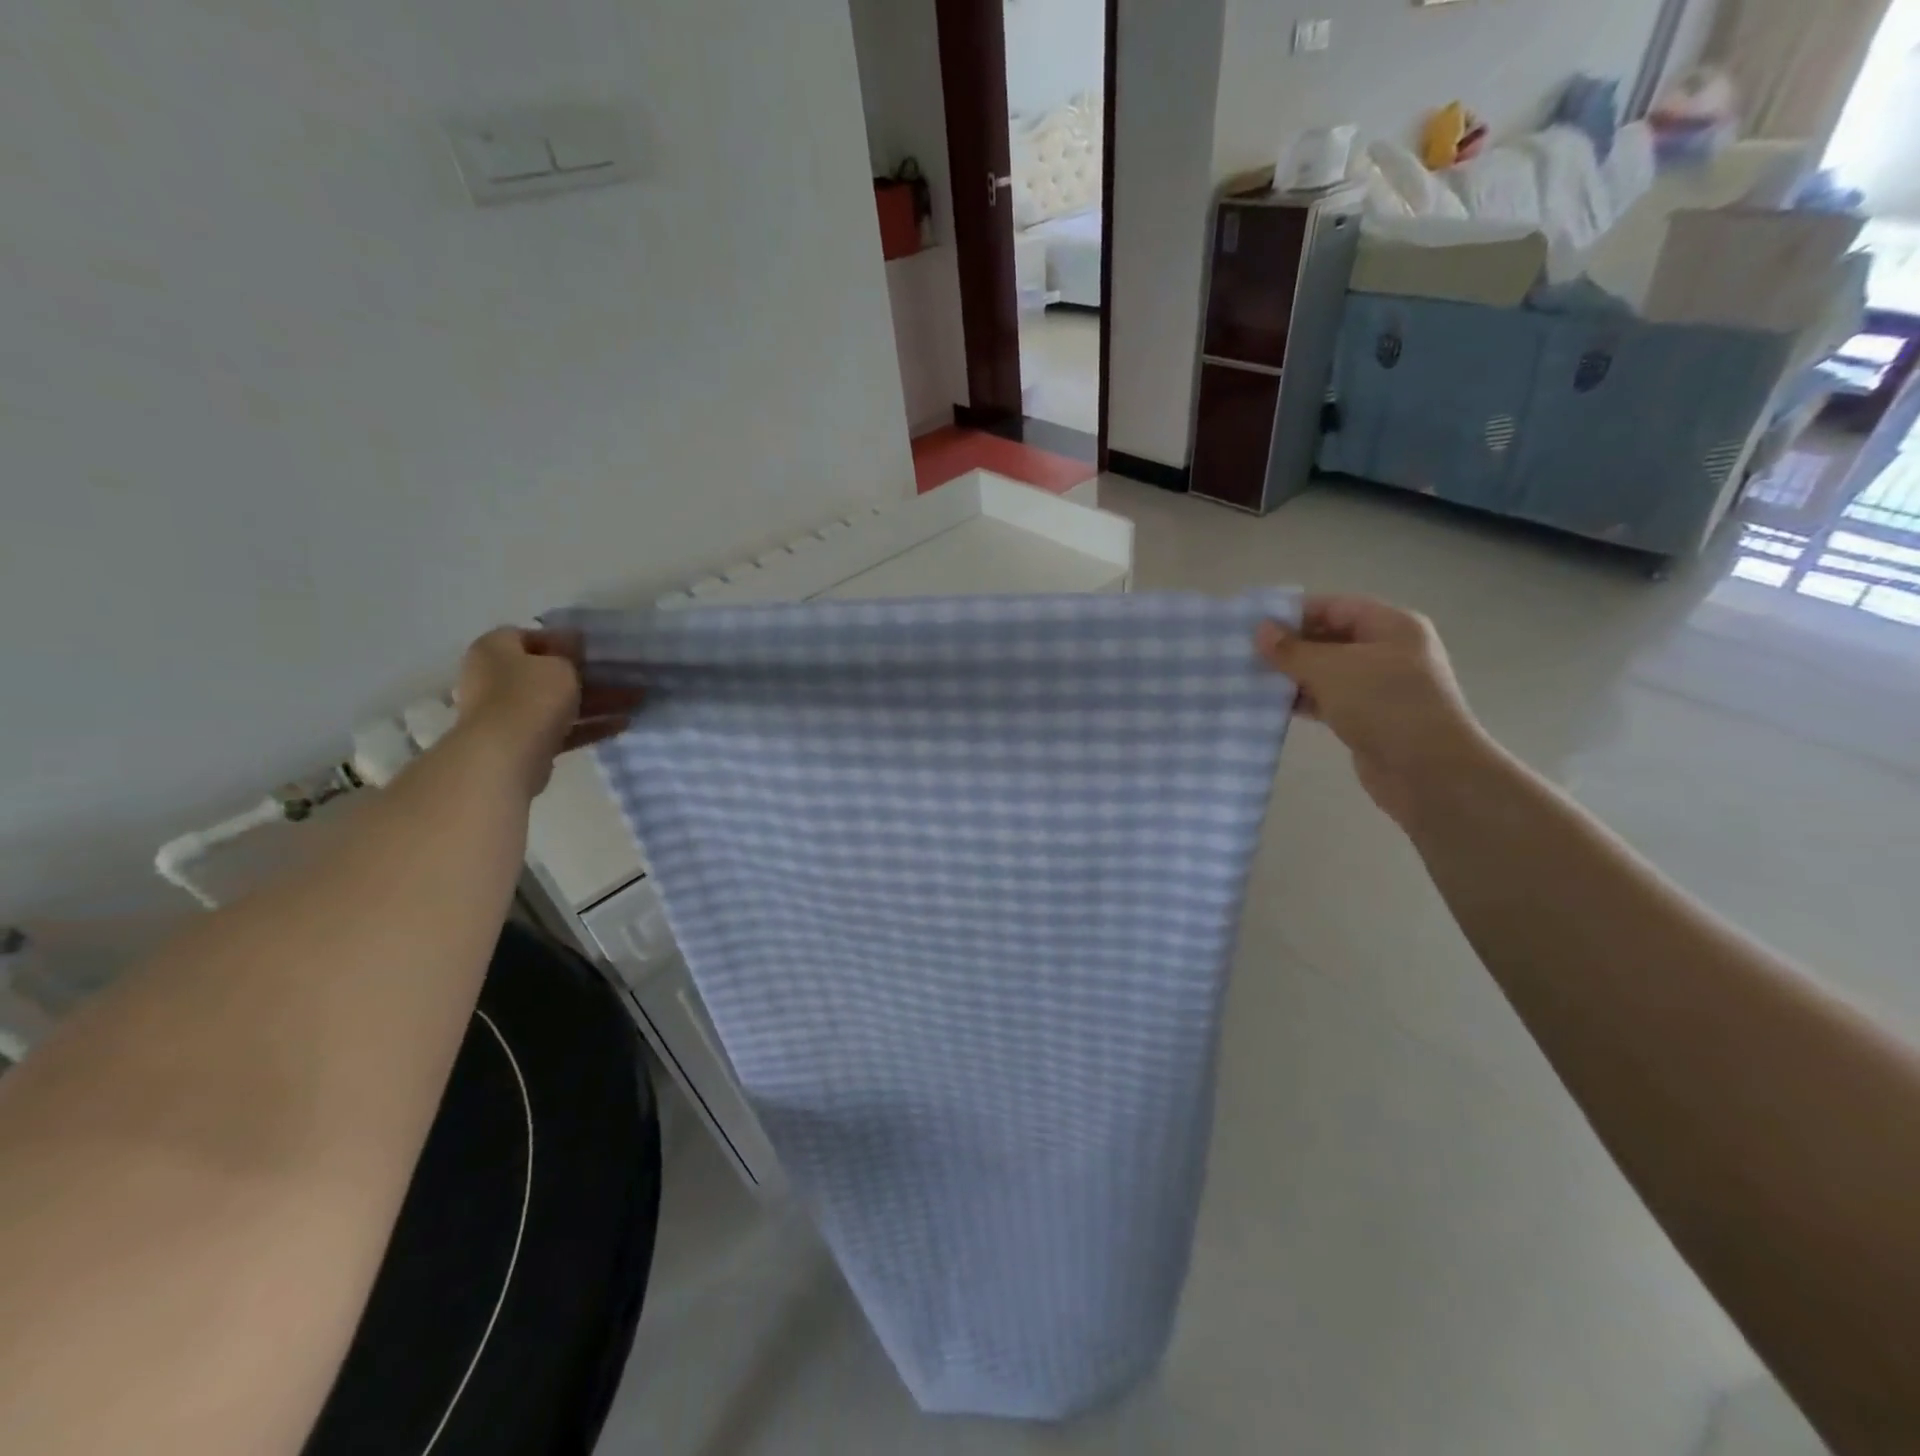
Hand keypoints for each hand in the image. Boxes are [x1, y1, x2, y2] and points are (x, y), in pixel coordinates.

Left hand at [454, 628, 642, 795]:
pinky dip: (589, 726)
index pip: (529, 636)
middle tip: (623, 677)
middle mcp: (495, 678)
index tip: (593, 650)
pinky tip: (624, 724)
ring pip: (560, 703)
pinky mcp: (524, 742)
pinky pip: (561, 729)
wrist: (505, 756)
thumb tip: (572, 641)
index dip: (563, 641)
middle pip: (549, 673)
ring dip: (597, 702)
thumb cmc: (530, 696)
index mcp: (494, 650)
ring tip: (635, 701)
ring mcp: (508, 713)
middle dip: (589, 676)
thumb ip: (569, 653)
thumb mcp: (560, 665)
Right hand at [1256, 595, 1492, 825]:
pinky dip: (1303, 700)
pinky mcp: (1368, 717)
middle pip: (1330, 637)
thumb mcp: (1332, 670)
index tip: (1254, 625)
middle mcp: (1388, 650)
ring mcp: (1379, 686)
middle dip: (1290, 646)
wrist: (1428, 772)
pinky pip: (1329, 699)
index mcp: (1391, 626)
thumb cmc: (1384, 705)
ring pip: (1327, 671)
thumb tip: (1260, 630)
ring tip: (1251, 679)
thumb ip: (1292, 650)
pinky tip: (1272, 706)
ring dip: (1292, 675)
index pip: (1334, 607)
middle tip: (1246, 654)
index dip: (1294, 613)